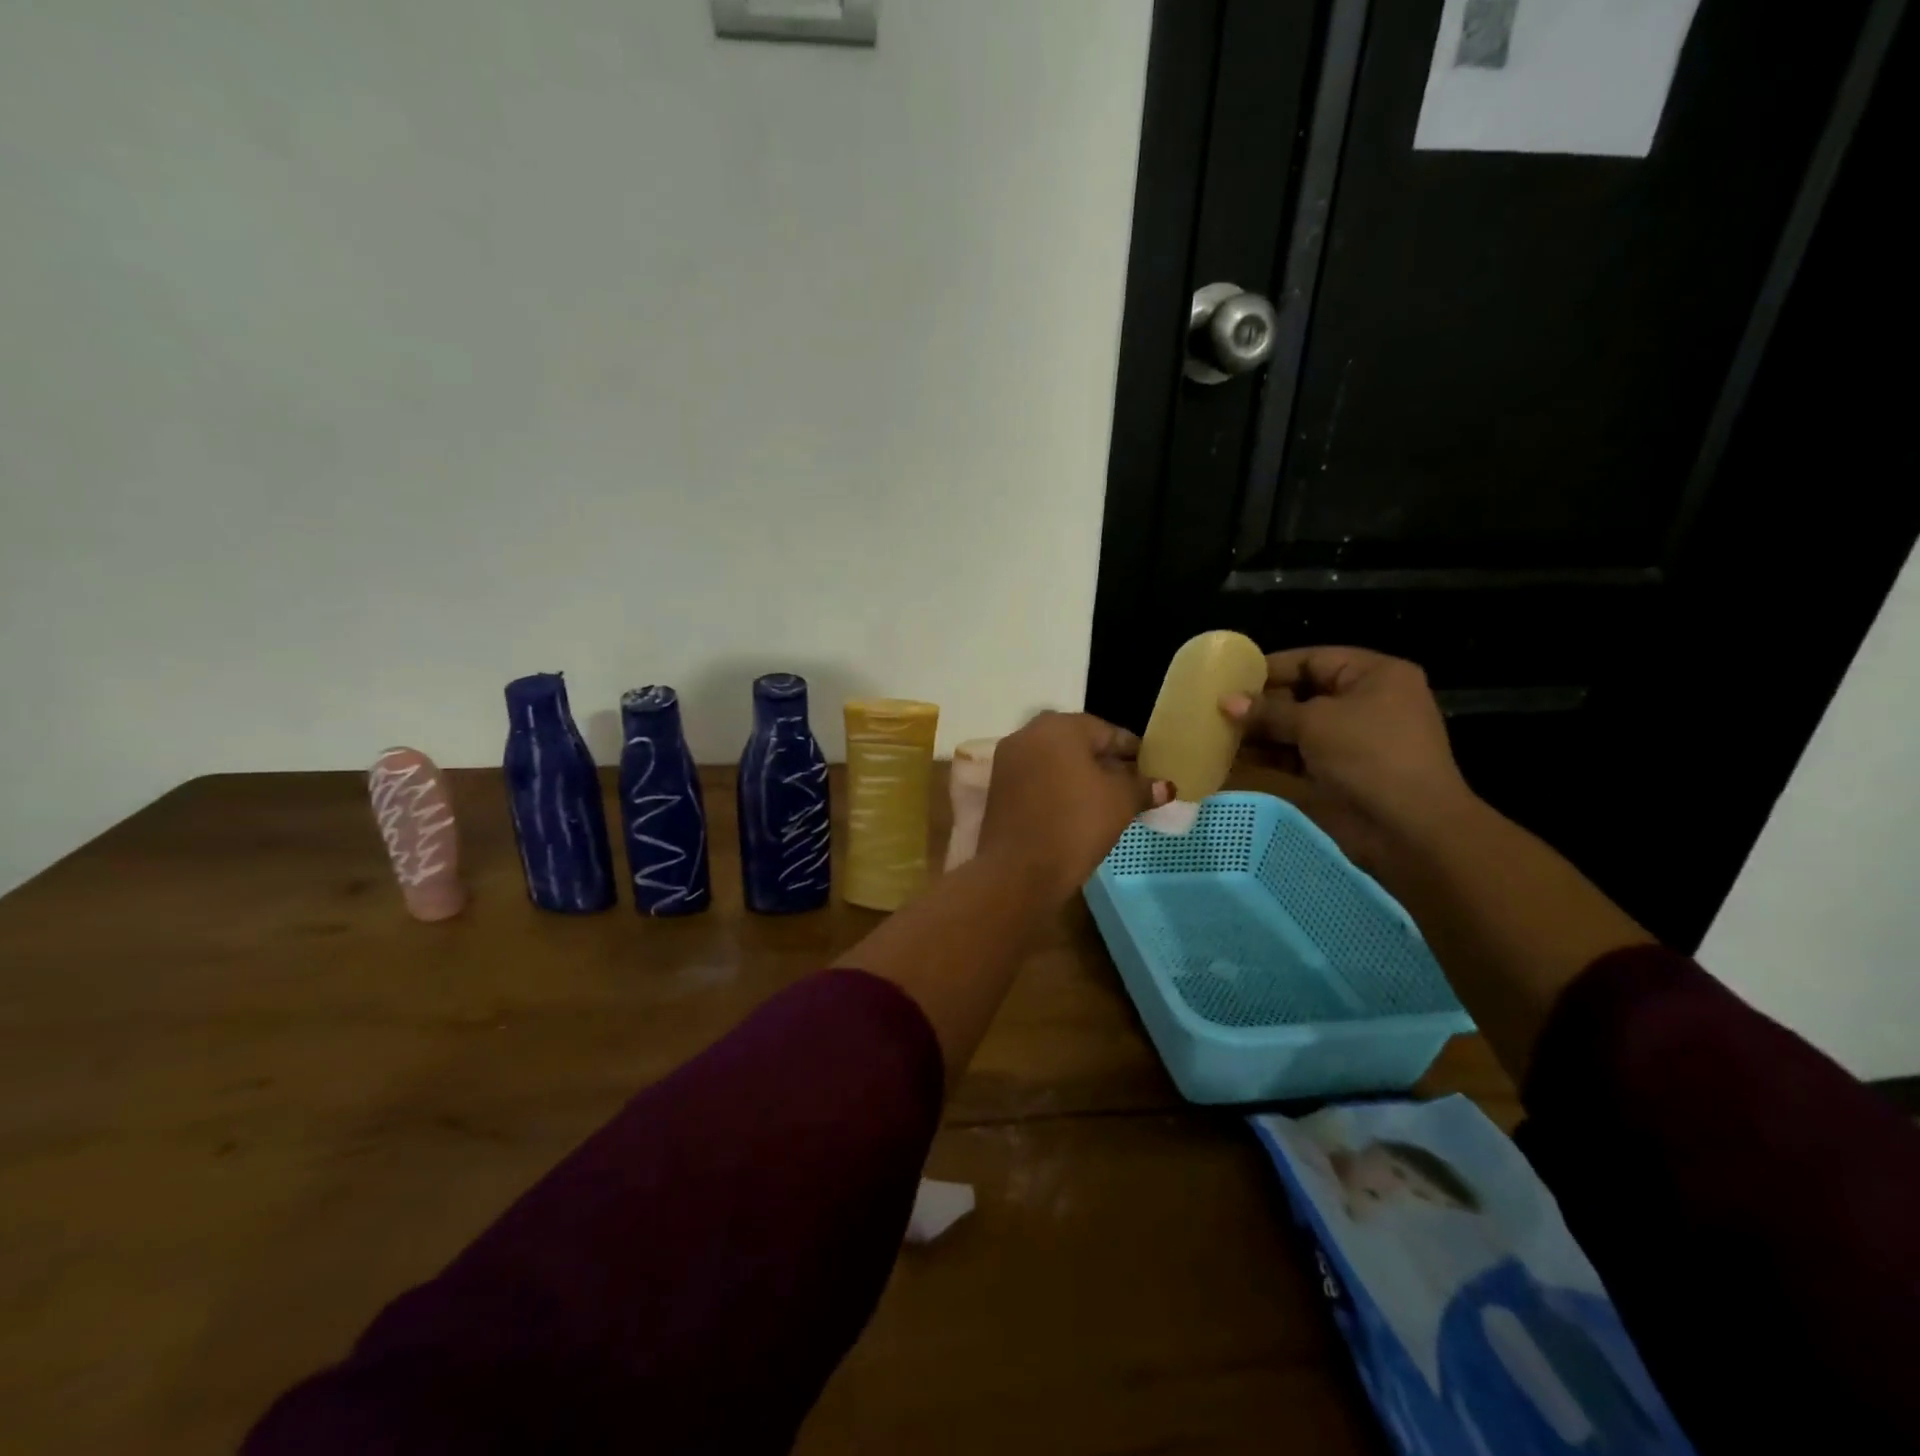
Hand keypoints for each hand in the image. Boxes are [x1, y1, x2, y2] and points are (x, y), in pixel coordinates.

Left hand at [977, 712, 1170, 901]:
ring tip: (1107, 800)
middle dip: (1106, 762)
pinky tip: (1076, 809)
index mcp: (1060, 726)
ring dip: (1081, 775)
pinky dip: (1058, 788)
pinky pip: (1038, 778)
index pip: (1108, 732)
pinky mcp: (999, 787)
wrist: (1019, 870)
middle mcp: (1029, 733)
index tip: (1151, 771)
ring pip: (1056, 761)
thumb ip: (1143, 787)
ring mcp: (1009, 760)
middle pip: (1079, 743)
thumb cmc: (1076, 824)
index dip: (1133, 752)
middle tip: (1131, 786)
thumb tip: (1165, 786)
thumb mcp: (1121, 802)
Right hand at [1221, 647, 1472, 867]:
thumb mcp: (1315, 723)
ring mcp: (1351, 742)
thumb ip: (1268, 711)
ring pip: (1296, 729)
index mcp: (1374, 676)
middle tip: (1214, 708)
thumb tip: (1225, 701)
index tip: (1228, 678)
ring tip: (1216, 733)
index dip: (1269, 668)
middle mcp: (1364, 704)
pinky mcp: (1337, 774)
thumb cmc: (1369, 756)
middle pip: (1302, 695)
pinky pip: (1296, 758)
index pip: (1312, 660)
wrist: (1410, 828)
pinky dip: (1268, 758)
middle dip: (1259, 703)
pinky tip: (1232, 759)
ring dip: (1259, 733)